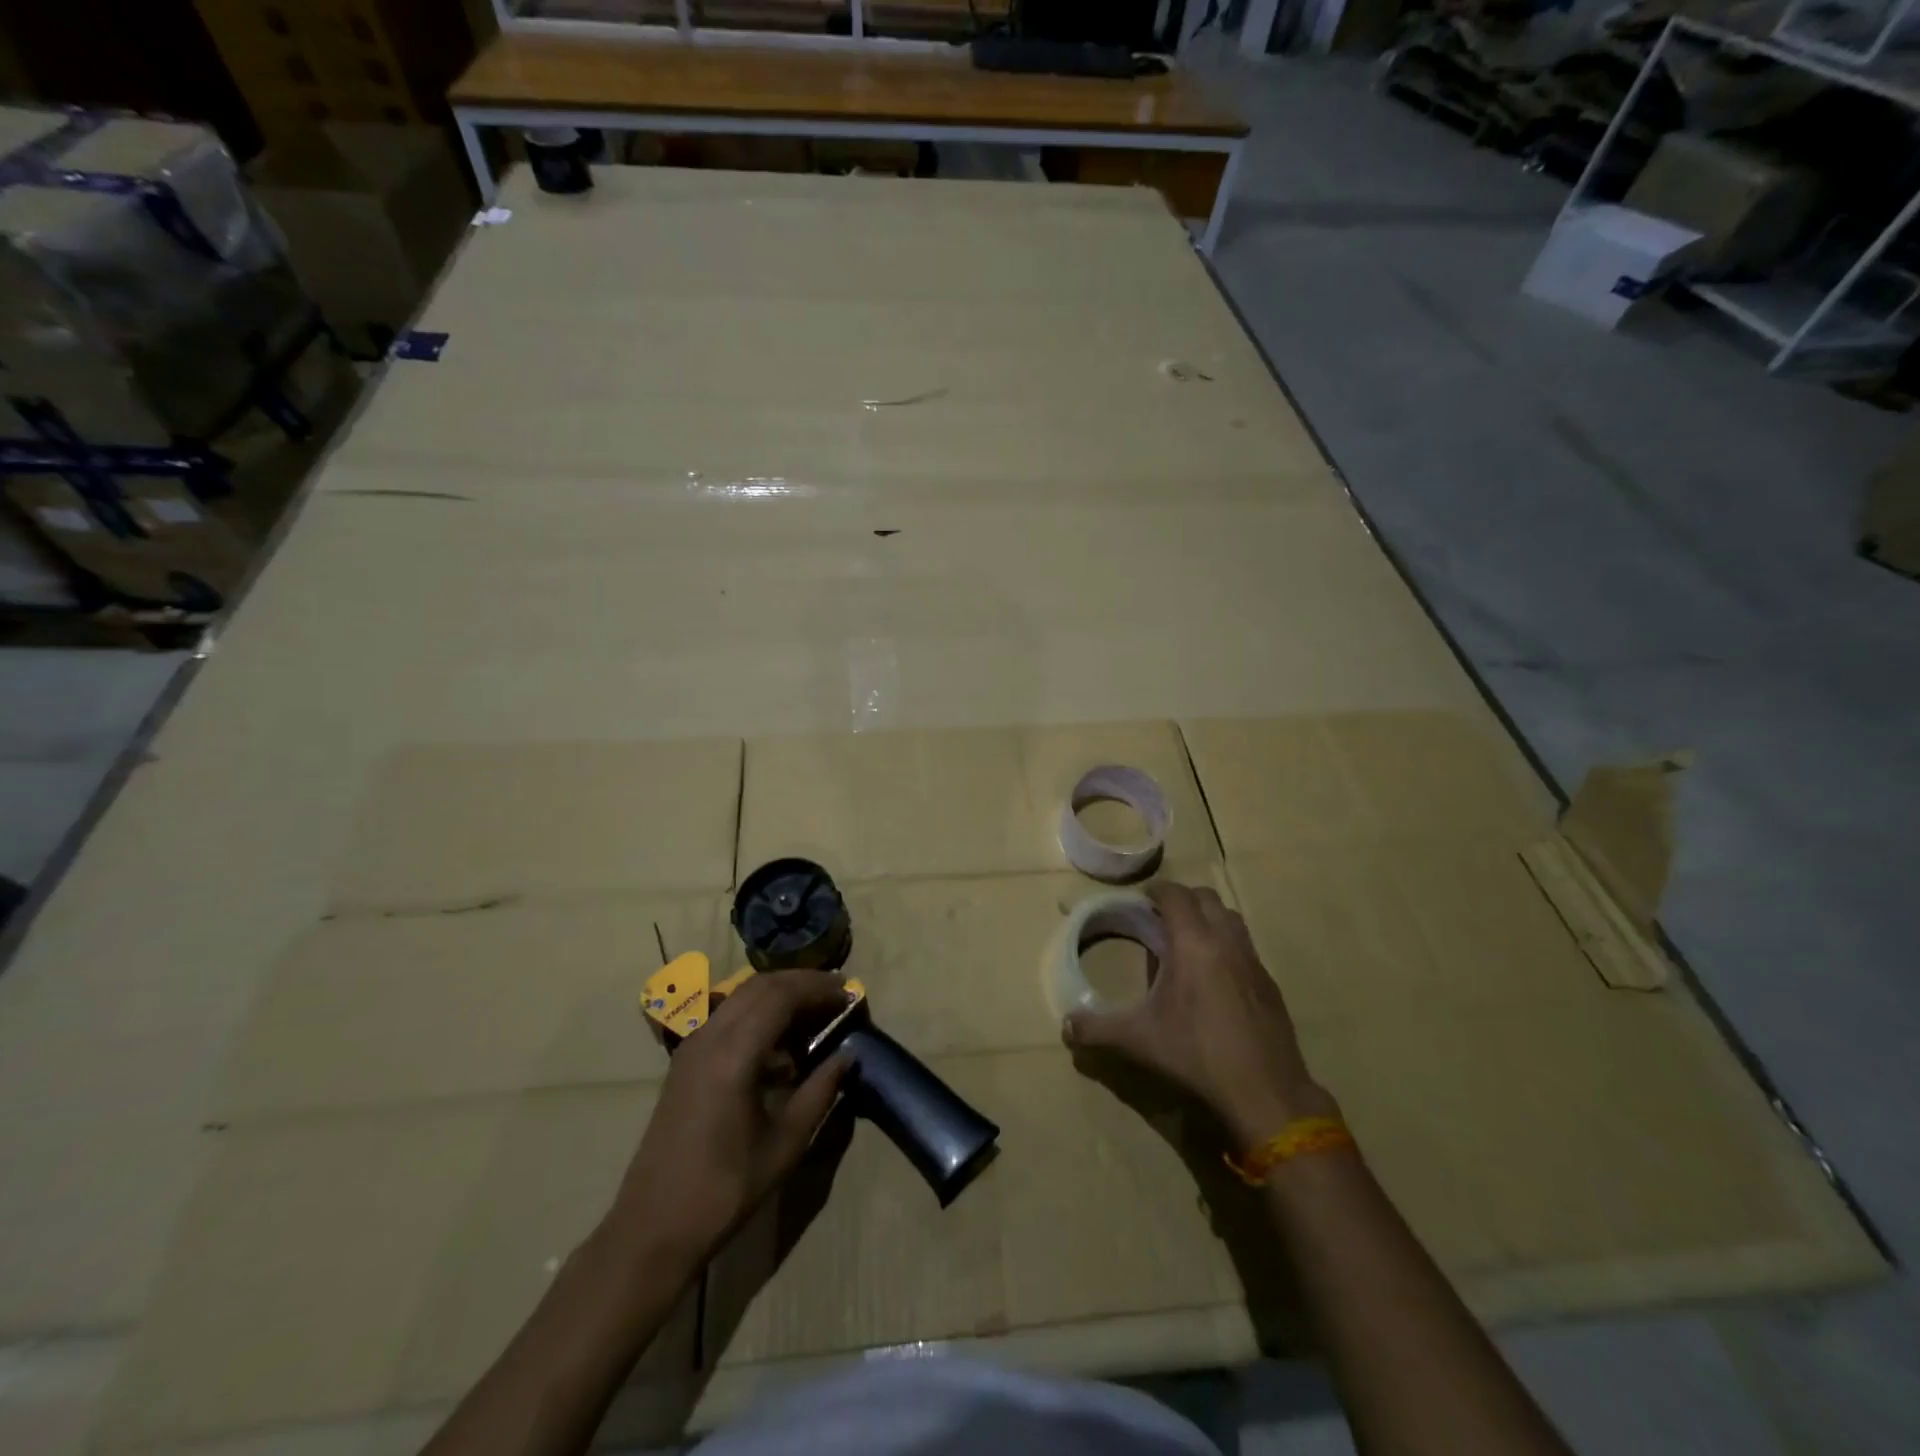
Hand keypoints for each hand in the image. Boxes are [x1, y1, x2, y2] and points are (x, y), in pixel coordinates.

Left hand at [603, 970, 852, 1266]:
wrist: (653, 1228)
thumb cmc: (725, 1189)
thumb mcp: (786, 1143)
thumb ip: (820, 1091)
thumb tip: (848, 1054)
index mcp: (734, 1054)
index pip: (781, 995)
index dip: (819, 988)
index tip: (850, 994)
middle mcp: (709, 1037)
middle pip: (761, 985)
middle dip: (802, 982)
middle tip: (838, 993)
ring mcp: (692, 1046)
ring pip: (741, 996)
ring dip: (780, 994)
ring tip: (815, 1011)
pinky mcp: (685, 1061)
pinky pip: (727, 1016)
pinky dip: (759, 1013)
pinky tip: (780, 1043)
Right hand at [1062, 882, 1333, 1144]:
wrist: (1265, 1092)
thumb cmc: (1197, 1054)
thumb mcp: (1139, 1040)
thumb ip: (1098, 1029)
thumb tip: (1065, 1026)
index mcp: (1193, 943)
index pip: (1176, 896)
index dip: (1157, 891)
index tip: (1142, 899)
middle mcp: (1226, 942)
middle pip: (1207, 898)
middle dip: (1183, 899)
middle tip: (1162, 917)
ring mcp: (1253, 961)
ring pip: (1231, 918)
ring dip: (1209, 917)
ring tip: (1189, 940)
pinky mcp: (1270, 984)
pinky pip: (1246, 947)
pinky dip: (1227, 945)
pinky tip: (1216, 976)